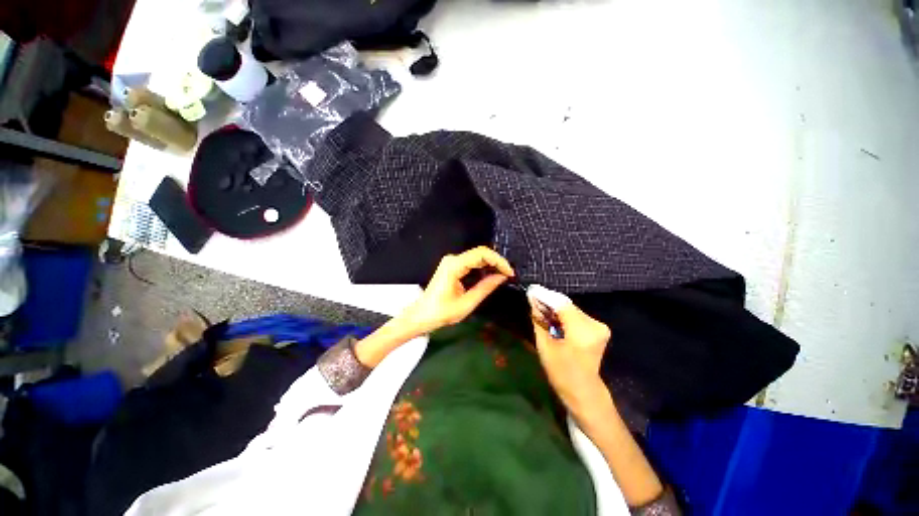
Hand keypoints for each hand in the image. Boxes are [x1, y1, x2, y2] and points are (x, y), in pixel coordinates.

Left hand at [405, 246, 514, 334]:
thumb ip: (485, 288)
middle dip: (497, 262)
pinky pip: (471, 262)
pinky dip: (483, 267)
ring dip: (491, 265)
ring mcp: (451, 261)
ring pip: (477, 257)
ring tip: (503, 276)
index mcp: (454, 266)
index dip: (499, 261)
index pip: (482, 254)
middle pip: (480, 253)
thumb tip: (502, 277)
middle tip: (509, 275)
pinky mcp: (452, 266)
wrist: (421, 315)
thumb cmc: (442, 312)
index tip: (510, 273)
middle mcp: (453, 259)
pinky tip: (491, 276)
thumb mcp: (467, 303)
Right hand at [530, 298, 611, 414]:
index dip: (545, 295)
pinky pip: (576, 315)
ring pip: (571, 309)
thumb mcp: (545, 346)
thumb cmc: (561, 372)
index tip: (531, 290)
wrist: (584, 391)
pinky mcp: (599, 328)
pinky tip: (553, 316)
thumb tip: (533, 302)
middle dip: (549, 301)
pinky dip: (563, 314)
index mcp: (581, 332)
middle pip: (567, 305)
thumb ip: (539, 321)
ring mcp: (599, 326)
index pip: (562, 304)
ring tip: (540, 307)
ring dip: (556, 308)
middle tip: (533, 299)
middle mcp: (594, 325)